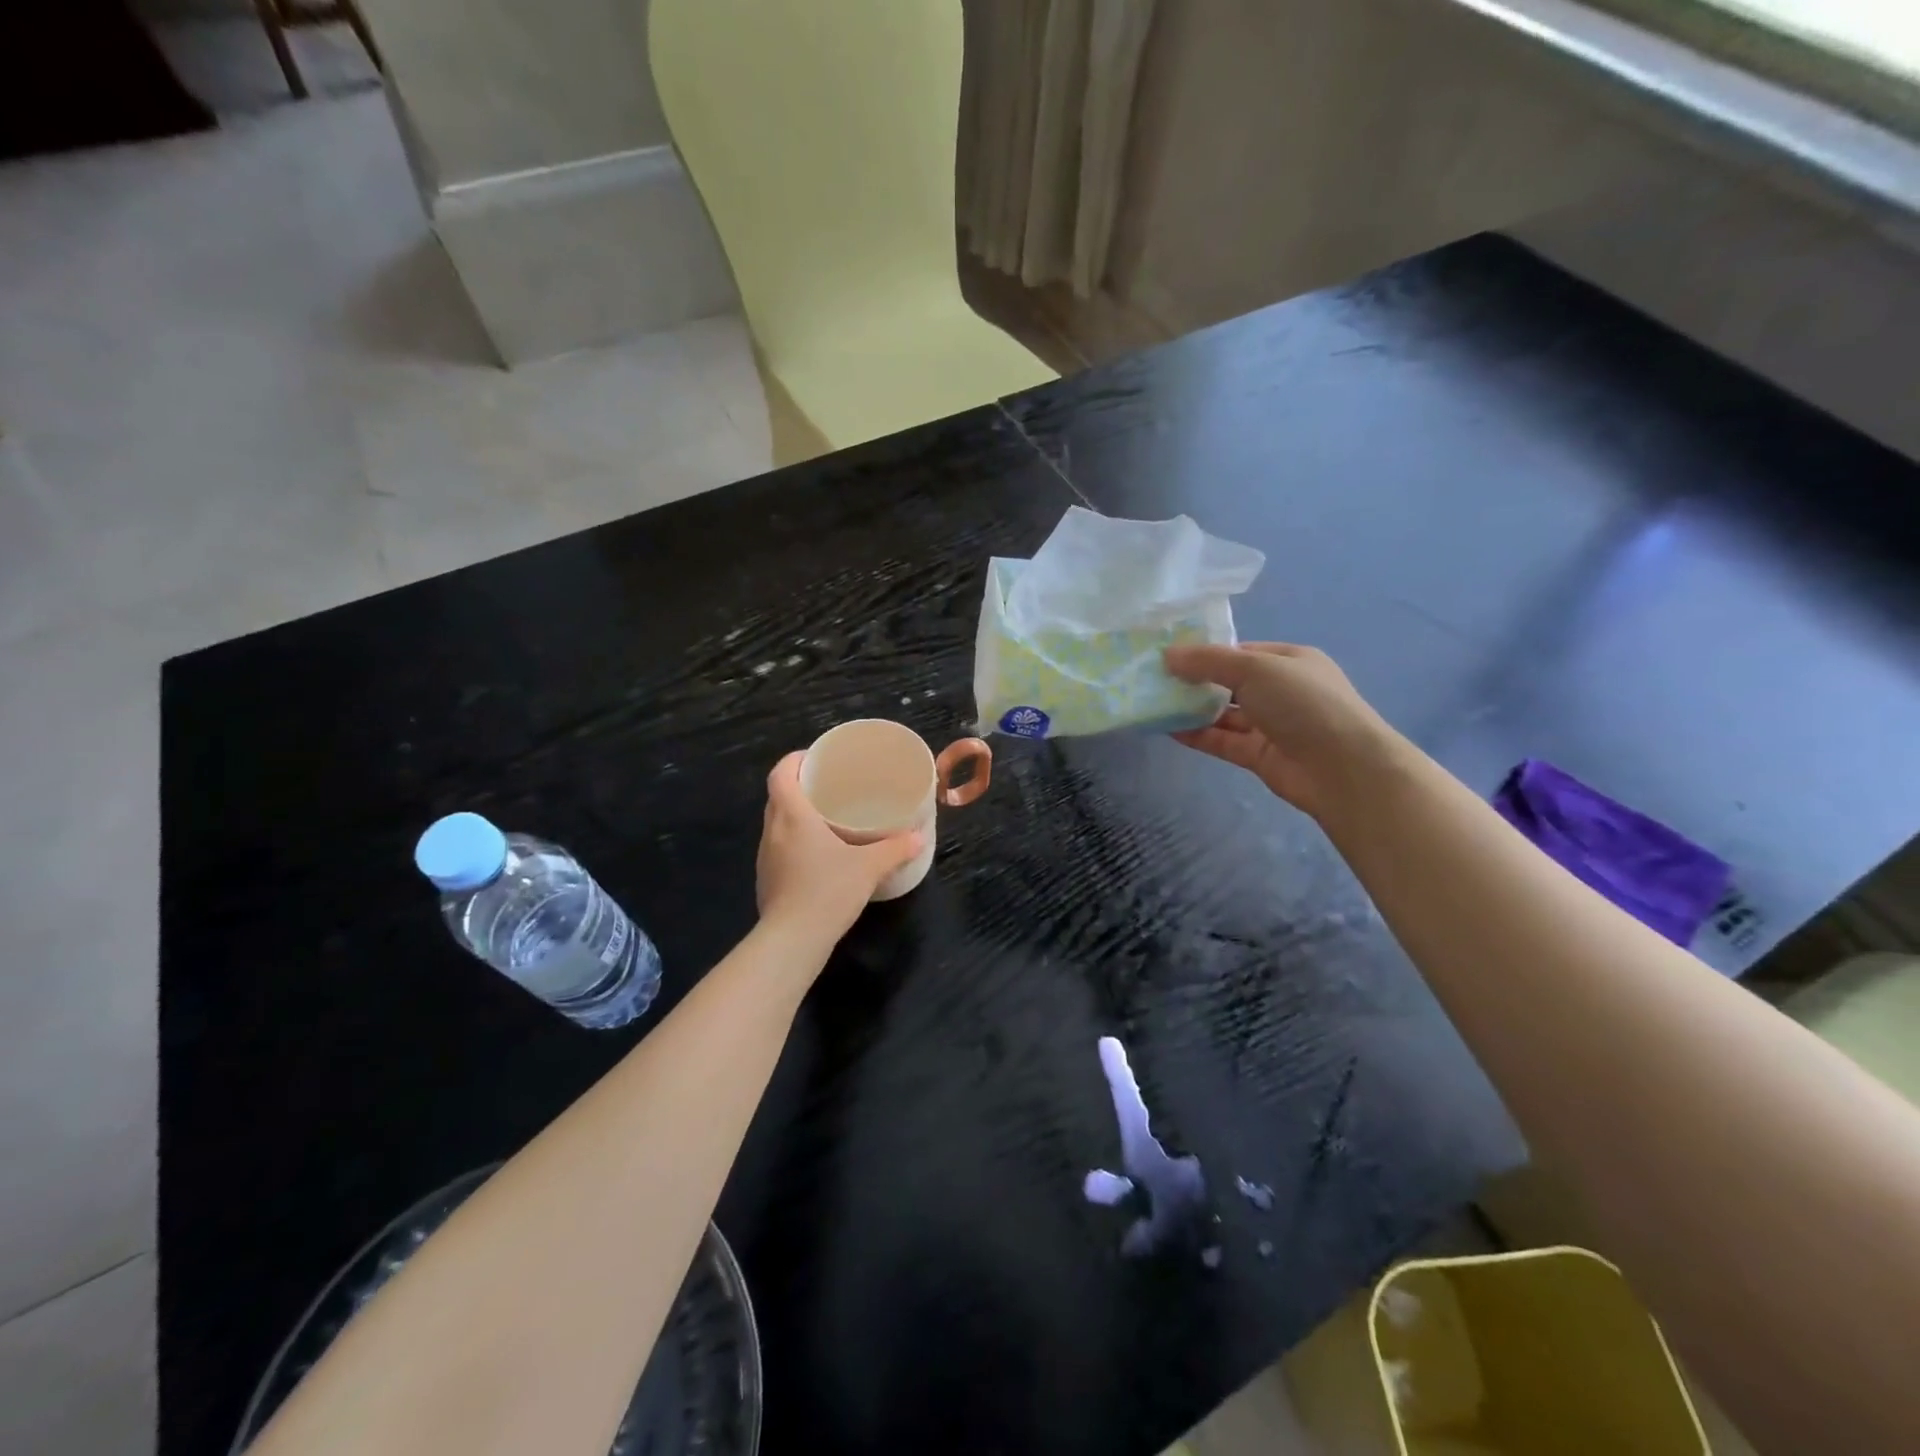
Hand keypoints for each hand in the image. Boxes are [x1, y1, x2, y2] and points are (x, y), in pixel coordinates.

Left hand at [756, 752, 923, 945]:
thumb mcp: (869, 867)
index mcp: (791, 815)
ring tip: (826, 816)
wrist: (793, 940)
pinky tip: (819, 854)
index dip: (795, 760)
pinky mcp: (768, 880)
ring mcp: (766, 857)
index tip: (817, 758)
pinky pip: (780, 847)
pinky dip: (795, 841)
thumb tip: (919, 837)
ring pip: (777, 823)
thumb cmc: (827, 891)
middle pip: (778, 795)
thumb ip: (895, 849)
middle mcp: (773, 830)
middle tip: (830, 785)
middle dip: (801, 786)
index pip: (780, 773)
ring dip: (796, 814)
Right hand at [1163, 642, 1399, 819]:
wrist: (1341, 768)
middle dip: (1194, 682)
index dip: (1205, 654)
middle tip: (1153, 681)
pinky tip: (1168, 729)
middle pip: (1229, 683)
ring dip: (1192, 710)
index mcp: (1288, 661)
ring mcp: (1270, 725)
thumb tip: (1167, 655)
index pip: (1240, 653)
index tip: (1168, 657)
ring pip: (1224, 714)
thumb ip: (1208, 662)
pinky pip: (1222, 741)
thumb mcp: (1254, 669)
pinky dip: (1198, 735)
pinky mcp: (1259, 755)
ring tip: (1154, 704)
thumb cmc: (1302, 703)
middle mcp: (1280, 690)